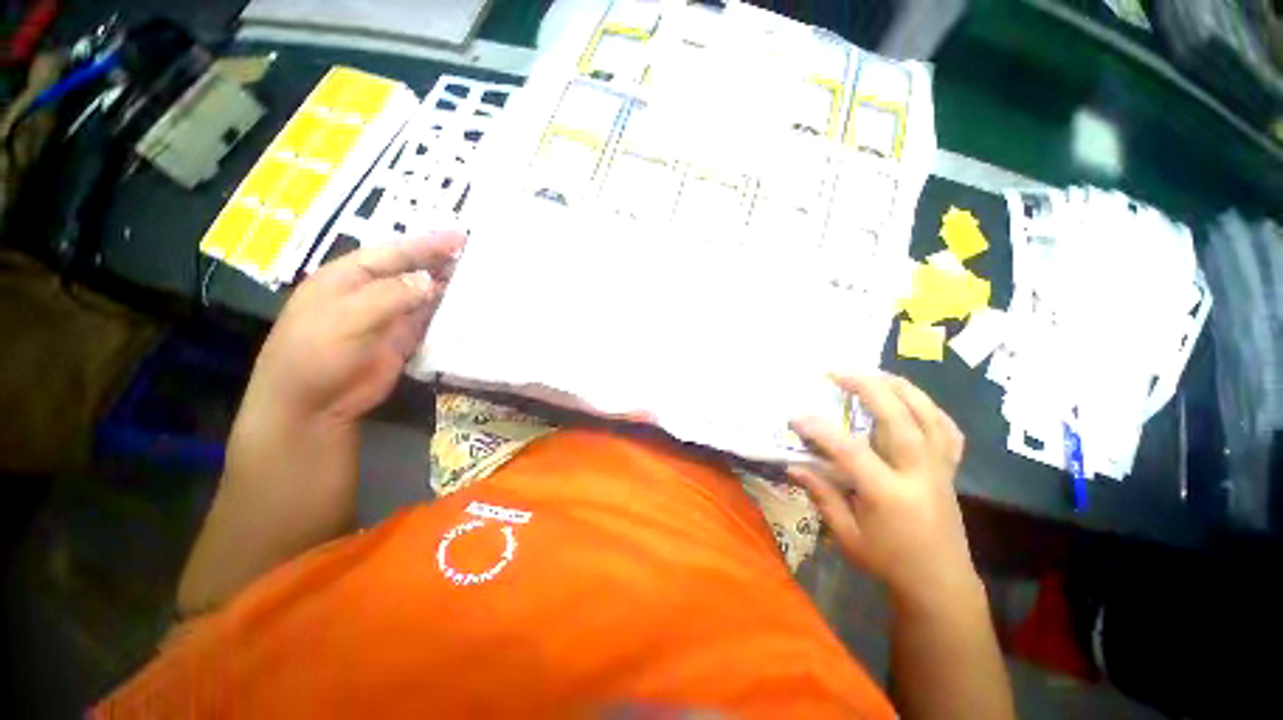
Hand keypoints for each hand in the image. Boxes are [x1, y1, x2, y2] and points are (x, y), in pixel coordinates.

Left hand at [243, 232, 465, 429]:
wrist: (313, 405)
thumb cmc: (317, 354)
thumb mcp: (347, 318)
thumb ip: (389, 296)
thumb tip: (430, 281)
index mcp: (348, 277)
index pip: (393, 253)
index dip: (426, 244)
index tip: (460, 237)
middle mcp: (371, 292)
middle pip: (411, 271)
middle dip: (440, 261)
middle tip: (476, 255)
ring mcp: (388, 317)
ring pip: (423, 295)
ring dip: (448, 287)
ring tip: (480, 279)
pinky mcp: (403, 340)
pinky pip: (429, 320)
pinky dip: (447, 313)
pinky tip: (468, 308)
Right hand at [788, 374, 978, 611]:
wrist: (942, 584)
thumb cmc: (889, 563)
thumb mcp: (847, 536)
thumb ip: (822, 496)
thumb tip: (794, 466)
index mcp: (890, 495)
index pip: (851, 452)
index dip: (820, 430)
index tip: (796, 416)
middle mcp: (919, 474)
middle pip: (898, 418)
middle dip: (867, 388)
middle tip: (838, 372)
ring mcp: (940, 469)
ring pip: (928, 415)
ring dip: (899, 387)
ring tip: (872, 373)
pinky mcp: (949, 469)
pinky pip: (947, 429)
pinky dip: (928, 408)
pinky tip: (909, 399)